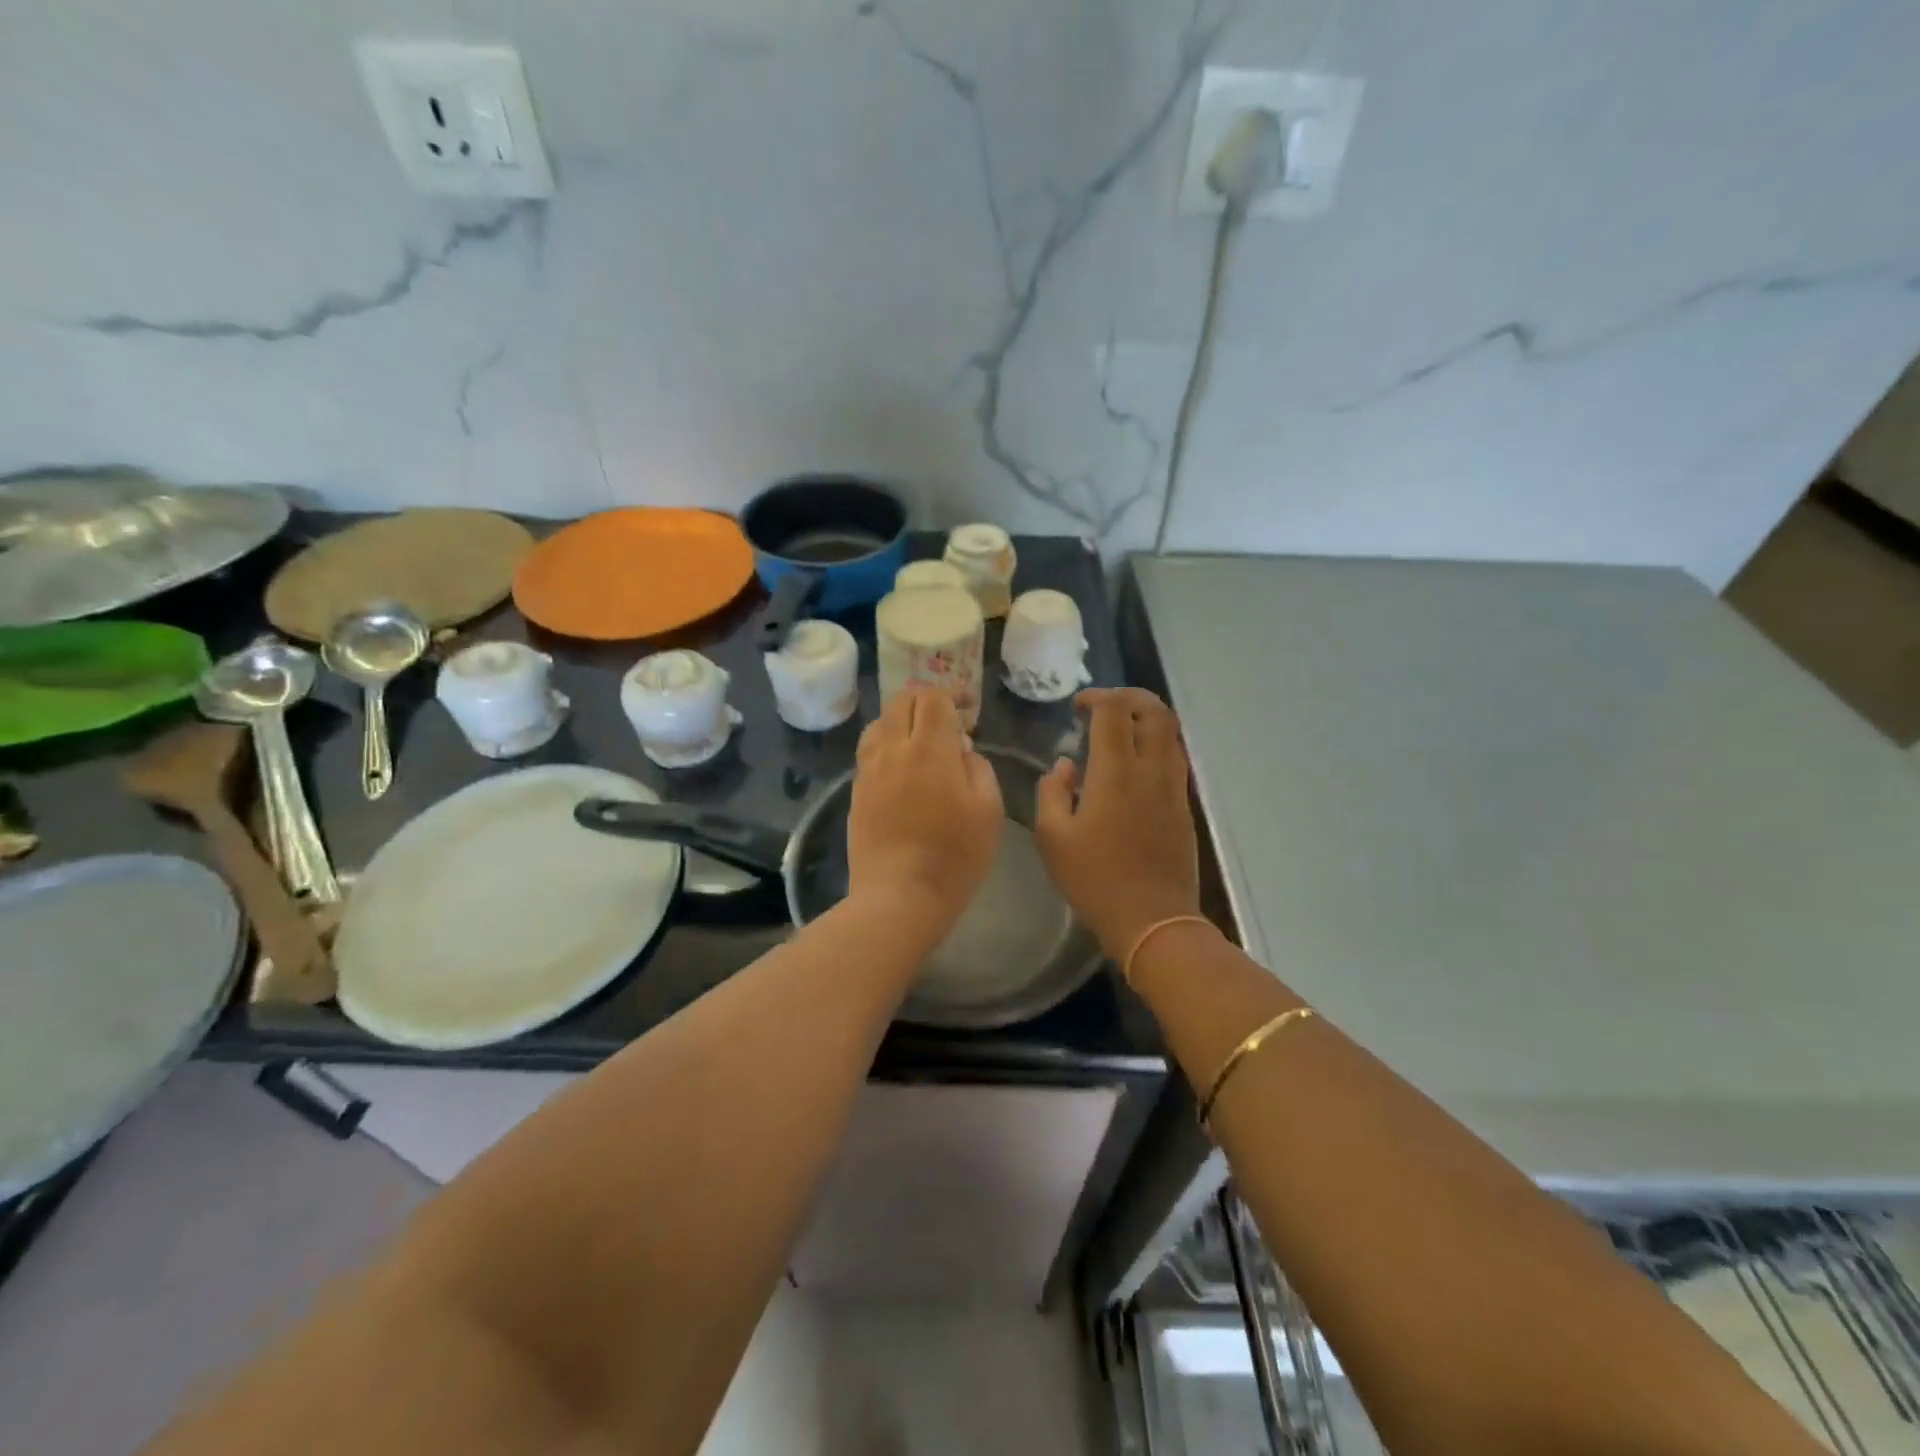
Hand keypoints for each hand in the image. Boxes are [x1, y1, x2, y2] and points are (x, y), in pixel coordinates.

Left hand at [848, 687, 1002, 929]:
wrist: (899, 895)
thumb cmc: (954, 855)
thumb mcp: (988, 809)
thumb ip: (978, 767)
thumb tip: (961, 749)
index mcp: (930, 749)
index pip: (934, 697)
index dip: (954, 694)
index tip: (970, 708)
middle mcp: (894, 749)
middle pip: (903, 701)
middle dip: (927, 701)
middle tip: (948, 722)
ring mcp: (870, 769)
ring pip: (881, 723)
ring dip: (903, 721)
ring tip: (921, 742)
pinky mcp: (857, 791)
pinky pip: (870, 751)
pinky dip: (887, 745)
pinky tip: (902, 768)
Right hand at [1035, 688, 1200, 958]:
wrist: (1152, 920)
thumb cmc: (1094, 879)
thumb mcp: (1052, 838)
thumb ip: (1052, 791)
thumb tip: (1066, 766)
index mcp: (1116, 773)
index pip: (1115, 712)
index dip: (1096, 698)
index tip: (1077, 707)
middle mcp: (1151, 770)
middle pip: (1155, 711)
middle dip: (1130, 697)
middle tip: (1104, 706)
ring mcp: (1174, 788)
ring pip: (1172, 733)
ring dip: (1147, 719)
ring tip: (1120, 730)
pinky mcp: (1184, 806)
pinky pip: (1175, 758)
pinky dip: (1156, 744)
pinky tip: (1134, 764)